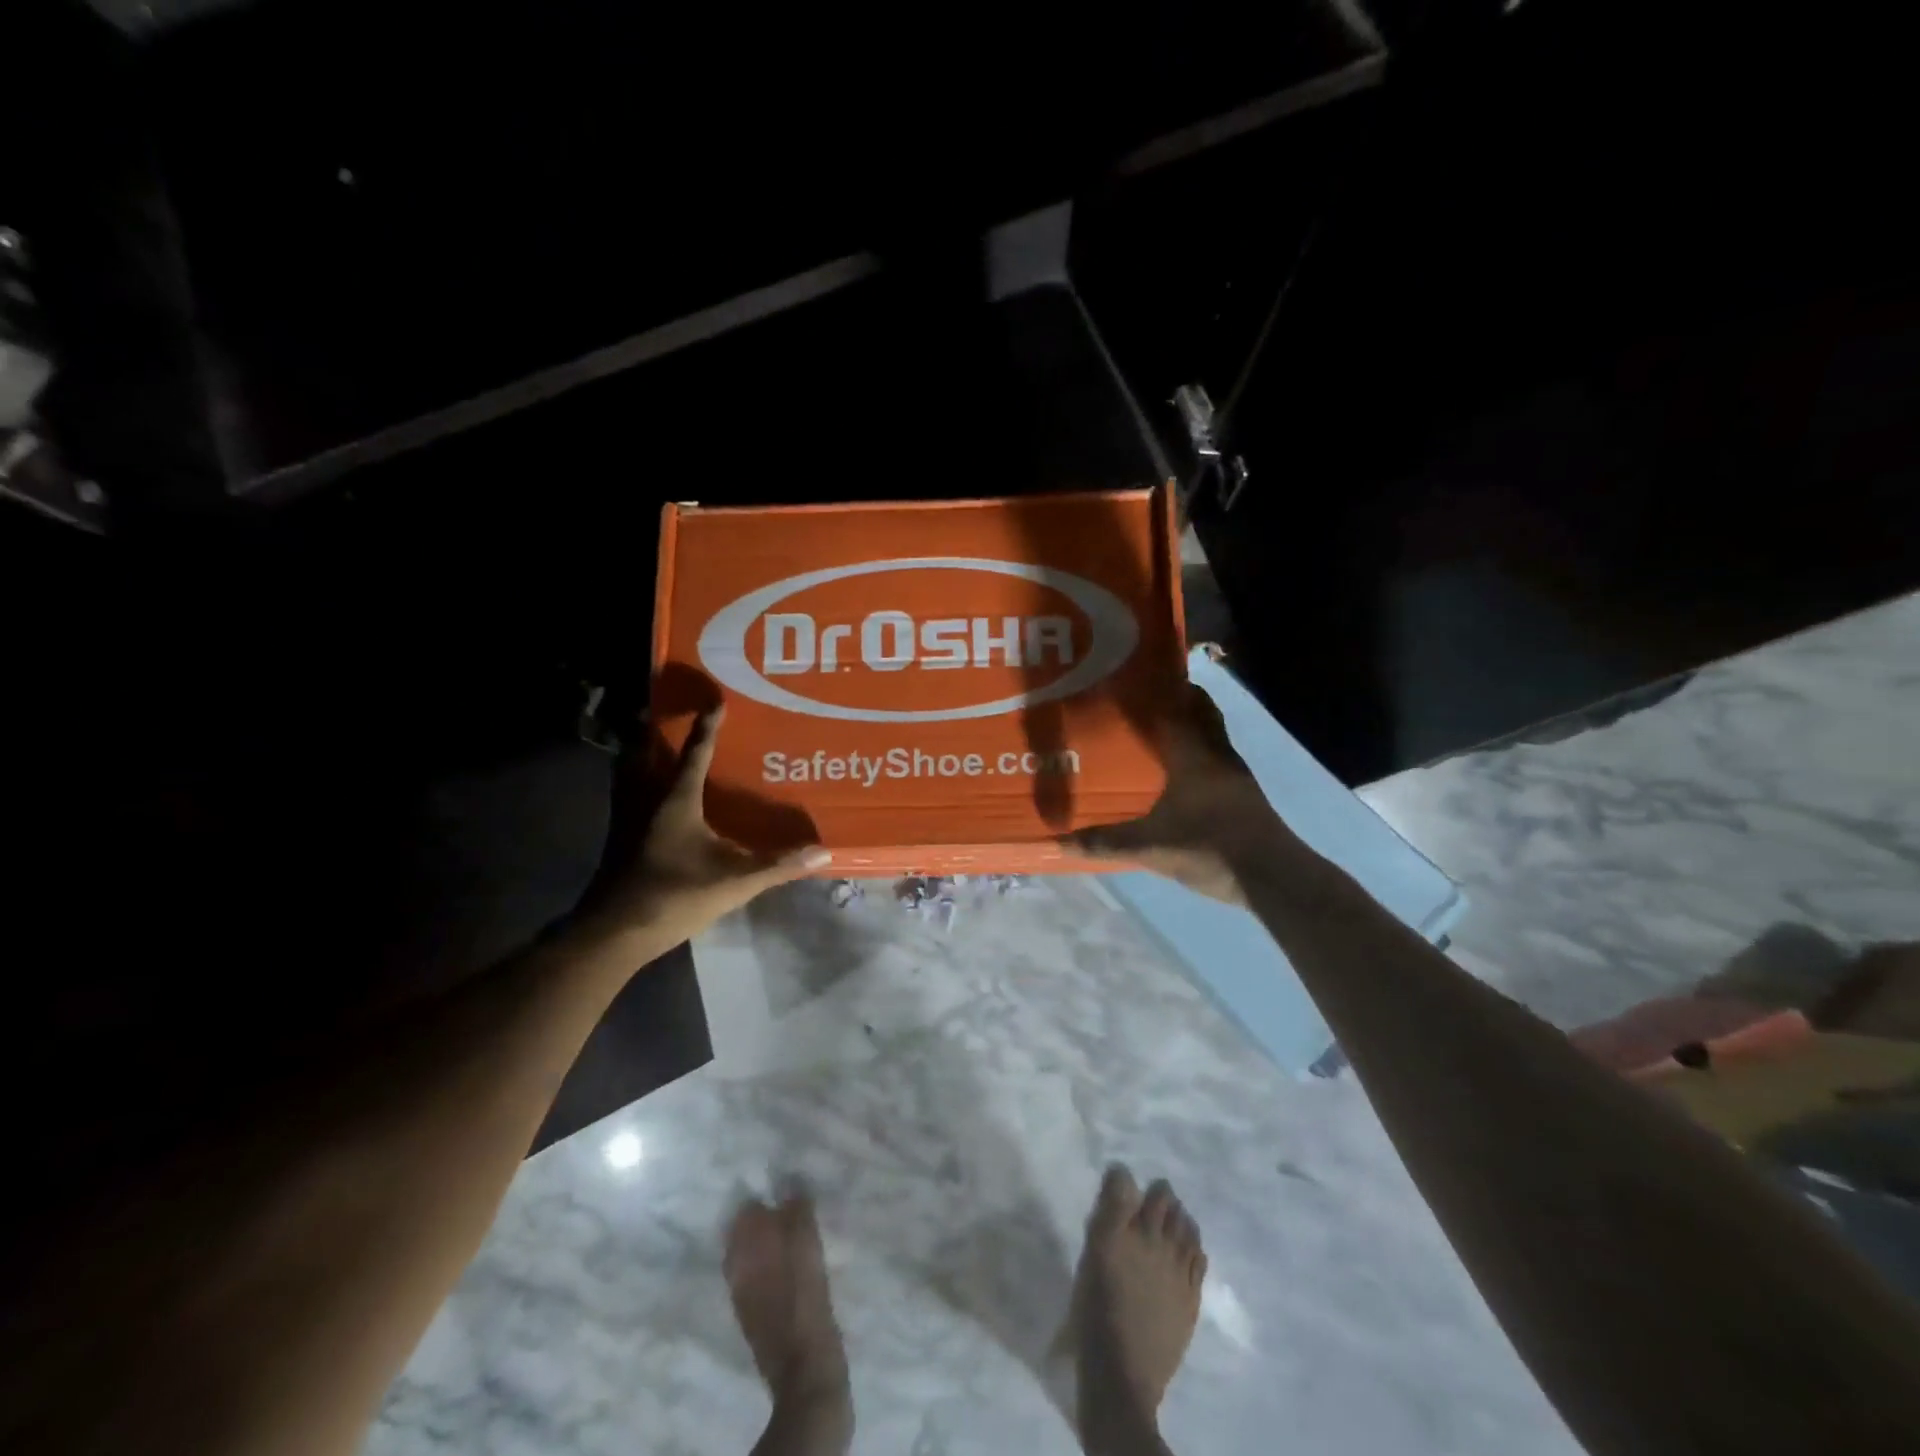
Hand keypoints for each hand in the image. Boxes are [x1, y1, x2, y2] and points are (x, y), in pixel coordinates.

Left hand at [578, 706, 829, 942]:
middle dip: (656, 729)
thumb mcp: (734, 881)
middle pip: (645, 752)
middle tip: (671, 711)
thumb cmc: (674, 895)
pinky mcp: (619, 839)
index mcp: (676, 800)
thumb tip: (822, 853)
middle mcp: (646, 799)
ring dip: (640, 753)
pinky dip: (636, 782)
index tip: (716, 700)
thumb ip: (778, 865)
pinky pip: (626, 794)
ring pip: (628, 772)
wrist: (614, 932)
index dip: (708, 726)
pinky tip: (651, 796)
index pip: (695, 753)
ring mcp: (627, 818)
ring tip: (655, 744)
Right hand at [1063, 681, 1283, 904]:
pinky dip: (1199, 754)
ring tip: (1158, 729)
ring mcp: (1235, 777)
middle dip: (1180, 699)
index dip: (1161, 686)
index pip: (1179, 706)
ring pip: (1212, 736)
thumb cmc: (1210, 847)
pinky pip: (1217, 760)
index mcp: (1195, 755)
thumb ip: (1106, 842)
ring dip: (1191, 726)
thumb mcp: (1151, 847)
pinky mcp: (1243, 797)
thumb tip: (1060, 842)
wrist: (1271, 877)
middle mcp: (1218, 756)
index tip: (1137, 674)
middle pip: (1203, 713)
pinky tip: (1179, 773)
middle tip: (1147, 695)